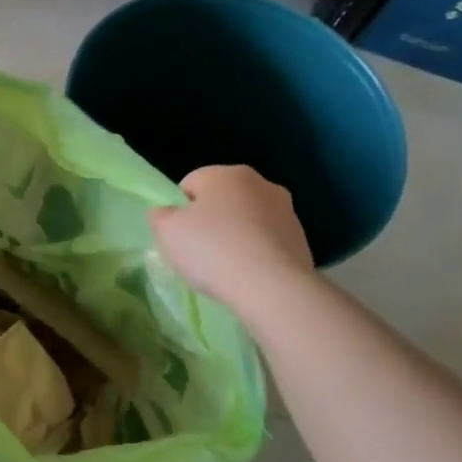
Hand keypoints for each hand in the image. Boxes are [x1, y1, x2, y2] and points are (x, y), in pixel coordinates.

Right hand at [148, 165, 314, 306]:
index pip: (190, 184)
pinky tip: (249, 275)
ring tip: (226, 267)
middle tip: (200, 251)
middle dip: (210, 220)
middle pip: (222, 199)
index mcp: (226, 174)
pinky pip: (267, 241)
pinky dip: (256, 252)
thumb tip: (166, 212)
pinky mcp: (302, 238)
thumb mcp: (166, 231)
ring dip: (236, 235)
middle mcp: (260, 183)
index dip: (179, 210)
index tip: (180, 236)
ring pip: (247, 219)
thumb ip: (159, 215)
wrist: (273, 287)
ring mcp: (286, 210)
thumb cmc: (212, 250)